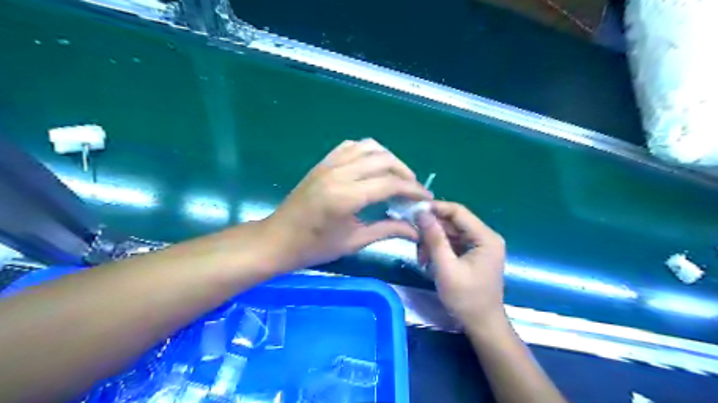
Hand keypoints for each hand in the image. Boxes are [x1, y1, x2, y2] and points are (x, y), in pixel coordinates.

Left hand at [263, 139, 431, 269]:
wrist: (278, 238)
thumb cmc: (314, 247)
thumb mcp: (353, 242)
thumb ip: (387, 230)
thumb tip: (415, 230)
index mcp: (346, 197)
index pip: (390, 184)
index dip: (413, 190)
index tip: (426, 199)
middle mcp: (339, 173)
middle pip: (383, 160)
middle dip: (405, 173)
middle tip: (413, 190)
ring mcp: (329, 164)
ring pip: (369, 147)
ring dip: (388, 159)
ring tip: (397, 176)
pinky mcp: (323, 162)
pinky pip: (351, 146)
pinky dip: (368, 151)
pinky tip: (373, 166)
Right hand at [418, 201, 506, 330]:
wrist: (482, 325)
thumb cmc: (466, 298)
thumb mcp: (446, 268)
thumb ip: (434, 239)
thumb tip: (422, 213)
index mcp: (486, 237)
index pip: (458, 211)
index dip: (435, 208)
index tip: (414, 211)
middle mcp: (486, 237)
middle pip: (454, 222)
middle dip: (433, 229)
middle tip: (414, 238)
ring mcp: (481, 246)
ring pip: (451, 232)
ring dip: (434, 241)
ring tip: (421, 256)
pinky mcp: (474, 254)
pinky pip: (454, 243)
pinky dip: (440, 249)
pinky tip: (428, 259)